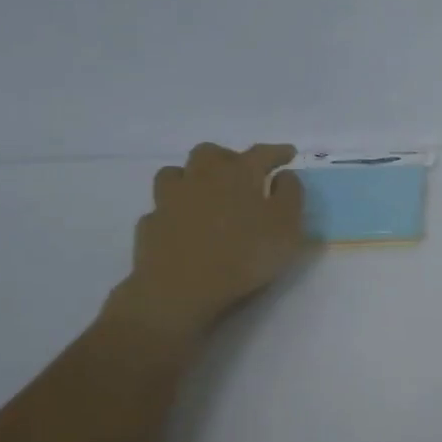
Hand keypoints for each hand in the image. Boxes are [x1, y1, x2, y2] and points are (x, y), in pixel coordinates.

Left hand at [104, 142, 306, 339]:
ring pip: (176, 173)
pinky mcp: (151, 224)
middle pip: (211, 153)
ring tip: (205, 193)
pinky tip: (182, 224)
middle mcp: (201, 177)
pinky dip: (174, 209)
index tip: (289, 153)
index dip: (277, 152)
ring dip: (192, 177)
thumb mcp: (287, 227)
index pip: (261, 153)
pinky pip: (162, 207)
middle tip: (241, 174)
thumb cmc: (245, 256)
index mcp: (238, 174)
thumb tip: (284, 175)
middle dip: (228, 157)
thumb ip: (290, 196)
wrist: (181, 289)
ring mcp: (170, 199)